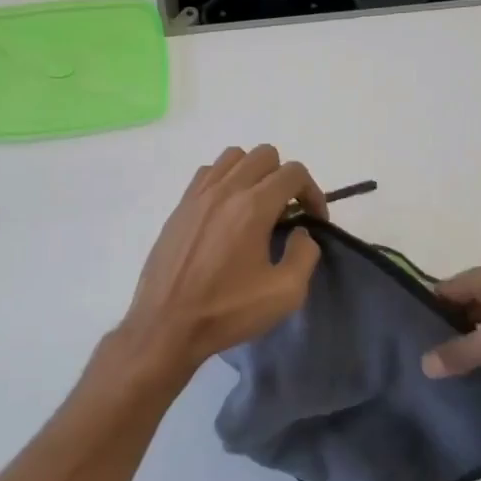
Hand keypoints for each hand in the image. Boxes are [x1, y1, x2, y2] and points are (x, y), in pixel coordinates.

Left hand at [117, 146, 328, 370]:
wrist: (167, 325)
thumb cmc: (228, 311)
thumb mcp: (285, 293)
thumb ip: (304, 254)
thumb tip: (300, 232)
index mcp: (252, 207)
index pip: (293, 172)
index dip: (312, 192)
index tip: (314, 220)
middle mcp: (224, 190)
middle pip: (265, 155)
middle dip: (284, 178)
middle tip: (287, 213)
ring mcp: (197, 195)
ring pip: (233, 157)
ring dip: (253, 173)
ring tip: (257, 207)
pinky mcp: (179, 207)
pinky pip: (207, 173)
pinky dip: (225, 180)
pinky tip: (227, 212)